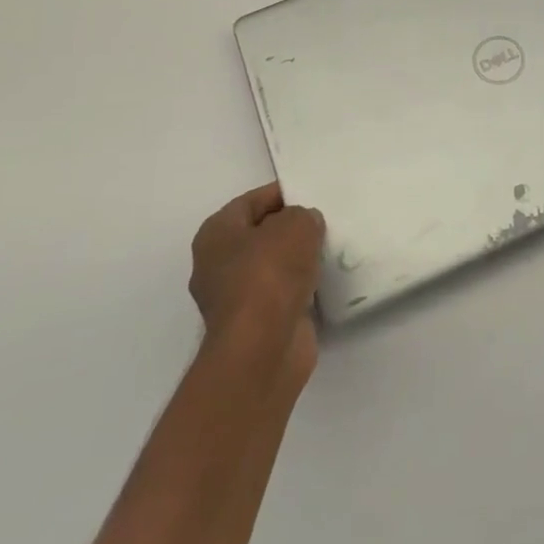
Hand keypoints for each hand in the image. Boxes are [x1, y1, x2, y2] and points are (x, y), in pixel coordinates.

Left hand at [189, 184, 325, 390]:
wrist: (262, 350)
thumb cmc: (269, 275)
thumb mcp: (295, 226)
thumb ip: (302, 216)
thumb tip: (305, 225)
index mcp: (215, 234)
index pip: (251, 201)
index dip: (281, 194)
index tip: (311, 194)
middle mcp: (216, 265)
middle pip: (259, 234)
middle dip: (289, 229)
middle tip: (322, 222)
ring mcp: (234, 299)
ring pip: (271, 267)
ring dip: (296, 261)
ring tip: (328, 249)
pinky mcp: (254, 325)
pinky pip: (280, 294)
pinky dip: (299, 288)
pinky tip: (323, 281)